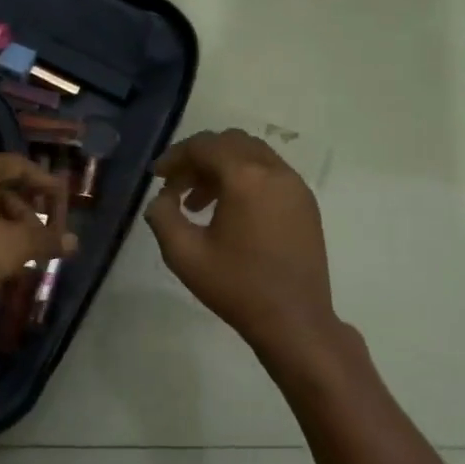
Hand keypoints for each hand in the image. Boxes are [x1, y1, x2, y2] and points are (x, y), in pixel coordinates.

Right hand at [145, 130, 339, 361]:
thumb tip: (161, 199)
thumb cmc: (237, 287)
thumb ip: (162, 217)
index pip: (205, 146)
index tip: (157, 177)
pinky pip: (271, 174)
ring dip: (222, 168)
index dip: (176, 156)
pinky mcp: (306, 204)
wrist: (294, 321)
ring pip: (253, 155)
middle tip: (177, 186)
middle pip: (231, 142)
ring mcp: (296, 186)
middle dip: (199, 158)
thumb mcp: (184, 255)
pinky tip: (231, 213)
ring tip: (199, 204)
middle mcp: (275, 171)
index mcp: (246, 178)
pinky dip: (245, 179)